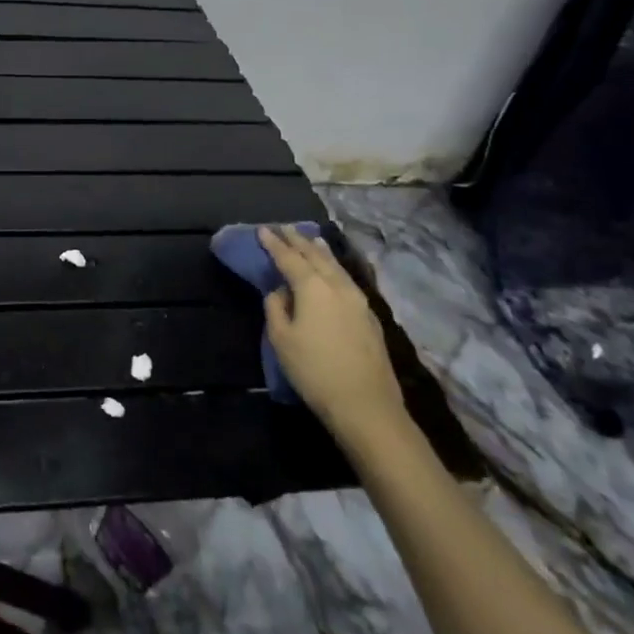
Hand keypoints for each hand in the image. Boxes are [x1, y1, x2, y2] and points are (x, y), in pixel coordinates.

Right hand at [259, 225, 403, 438]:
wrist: (366, 406)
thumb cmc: (314, 371)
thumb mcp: (281, 339)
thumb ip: (276, 308)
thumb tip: (280, 292)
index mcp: (312, 288)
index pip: (289, 258)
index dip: (275, 243)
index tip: (263, 230)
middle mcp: (337, 286)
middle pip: (316, 256)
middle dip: (299, 240)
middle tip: (285, 228)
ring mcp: (358, 301)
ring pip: (336, 266)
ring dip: (321, 251)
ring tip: (312, 239)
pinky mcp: (370, 317)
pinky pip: (347, 280)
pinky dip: (334, 268)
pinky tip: (333, 271)